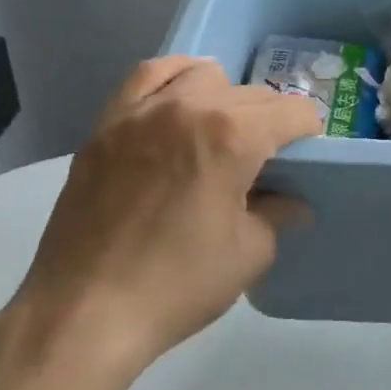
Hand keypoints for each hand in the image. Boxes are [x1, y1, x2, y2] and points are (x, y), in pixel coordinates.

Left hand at [0, 57, 321, 389]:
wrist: (83, 313)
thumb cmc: (177, 285)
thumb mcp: (249, 254)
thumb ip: (277, 214)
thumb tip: (291, 201)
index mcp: (234, 136)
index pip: (292, 111)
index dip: (307, 133)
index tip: (304, 159)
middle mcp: (190, 107)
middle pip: (252, 94)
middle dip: (270, 121)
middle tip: (265, 162)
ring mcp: (143, 112)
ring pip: (203, 76)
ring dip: (224, 98)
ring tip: (219, 134)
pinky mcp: (107, 125)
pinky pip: (147, 77)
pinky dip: (173, 80)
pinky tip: (177, 105)